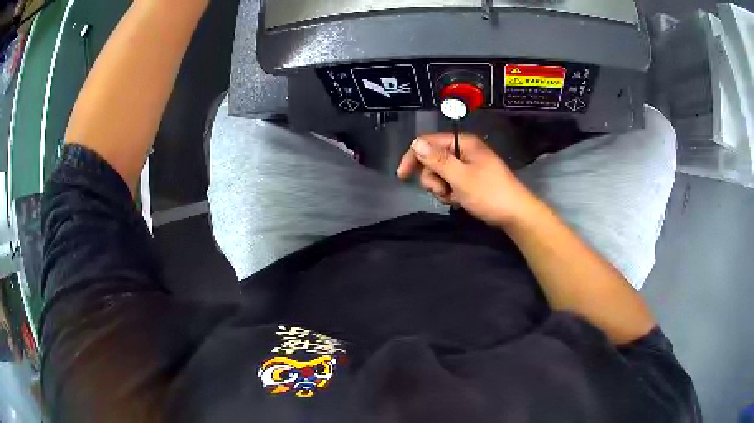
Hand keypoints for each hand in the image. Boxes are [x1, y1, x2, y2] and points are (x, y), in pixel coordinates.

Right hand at [397, 133, 539, 227]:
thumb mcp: (461, 177)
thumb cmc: (489, 194)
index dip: (413, 157)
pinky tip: (460, 201)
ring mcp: (467, 166)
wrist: (515, 214)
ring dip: (442, 189)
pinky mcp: (470, 179)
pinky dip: (451, 193)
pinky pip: (450, 183)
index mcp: (462, 143)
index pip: (428, 142)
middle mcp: (463, 151)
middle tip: (443, 191)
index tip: (402, 176)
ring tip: (455, 198)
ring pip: (440, 174)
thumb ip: (437, 160)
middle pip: (432, 160)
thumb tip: (416, 143)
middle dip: (433, 178)